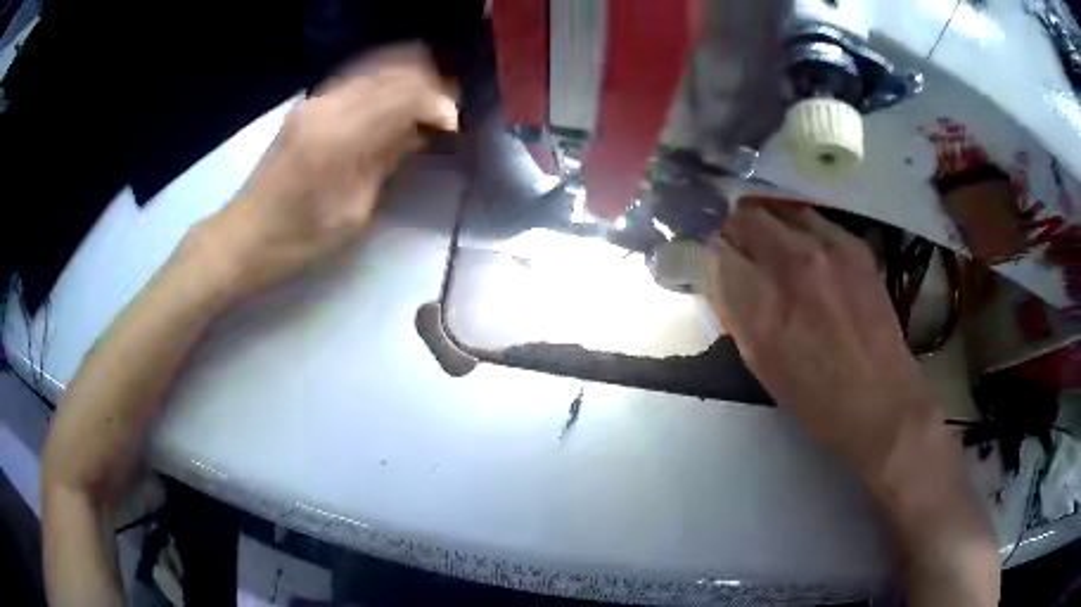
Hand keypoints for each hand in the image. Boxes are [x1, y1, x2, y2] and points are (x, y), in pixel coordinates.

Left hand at [189, 44, 457, 299]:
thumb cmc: (299, 239)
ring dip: (410, 81)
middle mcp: (328, 105)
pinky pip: (359, 80)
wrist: (244, 236)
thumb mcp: (353, 211)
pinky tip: (397, 104)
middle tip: (447, 113)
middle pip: (394, 72)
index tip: (455, 126)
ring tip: (428, 107)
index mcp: (340, 136)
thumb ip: (388, 160)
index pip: (405, 94)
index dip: (439, 103)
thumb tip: (422, 131)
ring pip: (378, 69)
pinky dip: (386, 85)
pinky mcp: (309, 105)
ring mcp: (316, 100)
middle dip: (430, 86)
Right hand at [707, 199, 939, 474]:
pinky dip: (796, 227)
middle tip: (729, 245)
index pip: (710, 251)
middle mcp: (791, 265)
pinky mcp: (853, 245)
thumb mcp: (760, 363)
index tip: (695, 254)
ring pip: (776, 210)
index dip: (697, 249)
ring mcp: (827, 249)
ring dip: (762, 223)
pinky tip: (801, 247)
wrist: (881, 401)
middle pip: (741, 218)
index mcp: (761, 306)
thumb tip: (717, 276)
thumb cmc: (815, 400)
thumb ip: (735, 312)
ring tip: (764, 241)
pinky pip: (811, 218)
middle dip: (727, 229)